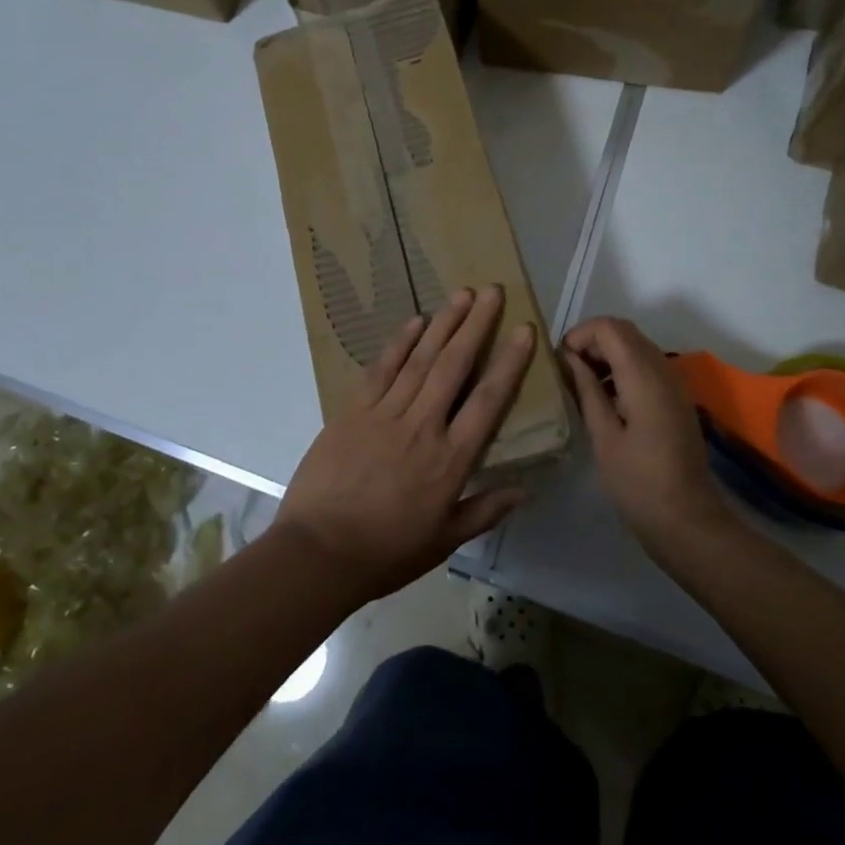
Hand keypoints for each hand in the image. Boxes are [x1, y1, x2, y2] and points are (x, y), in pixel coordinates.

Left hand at [272, 287, 534, 607]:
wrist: (318, 552)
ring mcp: (385, 414)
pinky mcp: (353, 410)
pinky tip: (416, 320)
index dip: (509, 363)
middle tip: (492, 292)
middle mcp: (422, 426)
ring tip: (462, 293)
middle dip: (476, 326)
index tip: (524, 331)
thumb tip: (526, 490)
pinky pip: (381, 368)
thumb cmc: (386, 552)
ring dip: (443, 323)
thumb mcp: (444, 541)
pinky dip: (400, 342)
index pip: (488, 401)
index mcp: (450, 460)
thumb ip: (485, 511)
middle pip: (455, 366)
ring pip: (421, 359)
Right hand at [563, 317, 733, 556]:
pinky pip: (646, 364)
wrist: (687, 520)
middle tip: (567, 371)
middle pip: (624, 331)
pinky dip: (622, 368)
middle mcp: (663, 369)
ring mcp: (674, 383)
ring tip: (581, 385)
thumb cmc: (638, 482)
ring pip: (635, 345)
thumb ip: (586, 390)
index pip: (609, 327)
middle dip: (591, 341)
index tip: (560, 362)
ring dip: (606, 354)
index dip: (580, 335)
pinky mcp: (676, 397)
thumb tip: (568, 358)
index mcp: (643, 376)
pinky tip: (606, 400)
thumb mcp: (603, 436)